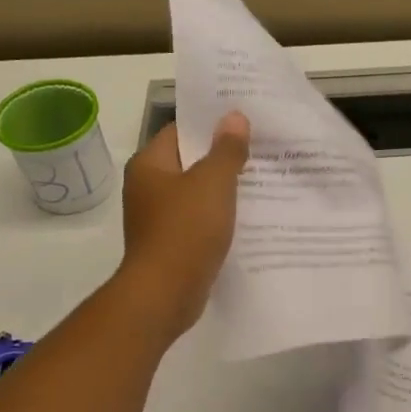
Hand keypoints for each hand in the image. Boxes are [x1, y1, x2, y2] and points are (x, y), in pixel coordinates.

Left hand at [116, 113, 250, 337]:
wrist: (165, 294)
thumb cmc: (185, 230)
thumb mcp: (213, 183)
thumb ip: (226, 149)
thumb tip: (234, 117)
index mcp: (149, 165)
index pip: (180, 131)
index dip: (211, 124)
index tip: (244, 121)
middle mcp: (148, 188)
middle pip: (190, 162)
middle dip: (223, 156)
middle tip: (261, 148)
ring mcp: (157, 218)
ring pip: (196, 193)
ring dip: (224, 189)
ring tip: (262, 180)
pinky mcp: (170, 244)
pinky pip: (199, 220)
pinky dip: (219, 216)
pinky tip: (248, 216)